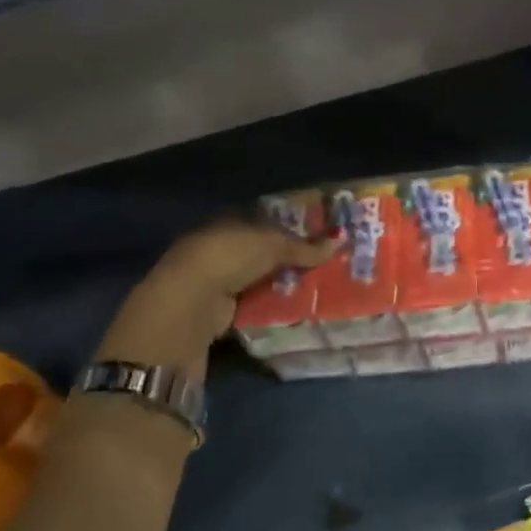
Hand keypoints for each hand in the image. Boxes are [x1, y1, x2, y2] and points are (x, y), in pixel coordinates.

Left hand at [98, 216, 340, 371]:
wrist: (190, 304)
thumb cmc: (228, 258)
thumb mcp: (272, 245)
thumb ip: (305, 247)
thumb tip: (340, 242)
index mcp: (228, 223)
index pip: (264, 221)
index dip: (291, 228)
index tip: (321, 236)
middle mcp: (221, 248)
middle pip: (263, 251)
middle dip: (290, 258)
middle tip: (327, 264)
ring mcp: (218, 280)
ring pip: (260, 278)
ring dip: (283, 283)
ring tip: (320, 288)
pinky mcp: (220, 309)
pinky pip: (254, 303)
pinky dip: (272, 305)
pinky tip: (297, 308)